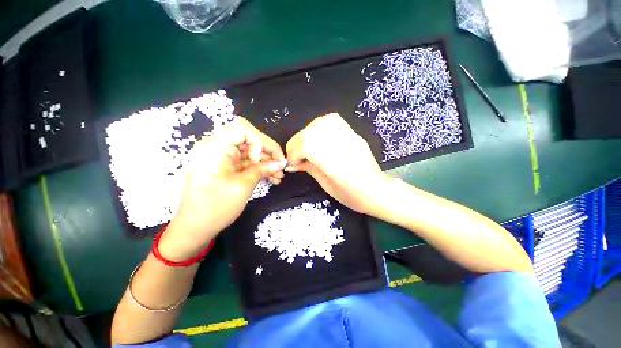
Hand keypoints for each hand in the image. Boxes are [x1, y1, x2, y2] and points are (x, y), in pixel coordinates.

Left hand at [160, 117, 286, 260]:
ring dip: (266, 162)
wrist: (195, 229)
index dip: (260, 141)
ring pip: (250, 152)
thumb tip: (281, 163)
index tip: (265, 159)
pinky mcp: (225, 168)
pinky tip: (271, 178)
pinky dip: (258, 168)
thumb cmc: (216, 207)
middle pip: (248, 140)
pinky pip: (245, 162)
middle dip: (267, 153)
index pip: (243, 129)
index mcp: (215, 147)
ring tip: (279, 176)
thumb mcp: (243, 186)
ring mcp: (221, 158)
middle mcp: (217, 148)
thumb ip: (263, 170)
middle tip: (281, 167)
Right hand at [286, 113, 390, 215]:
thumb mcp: (327, 185)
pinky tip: (318, 135)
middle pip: (311, 133)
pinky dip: (320, 124)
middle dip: (297, 143)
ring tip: (305, 144)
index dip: (295, 153)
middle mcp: (341, 146)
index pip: (307, 146)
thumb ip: (309, 169)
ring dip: (307, 132)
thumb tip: (292, 163)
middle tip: (294, 154)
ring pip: (321, 123)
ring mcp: (349, 137)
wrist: (376, 190)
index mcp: (335, 163)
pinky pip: (333, 120)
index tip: (291, 163)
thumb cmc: (352, 195)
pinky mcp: (353, 134)